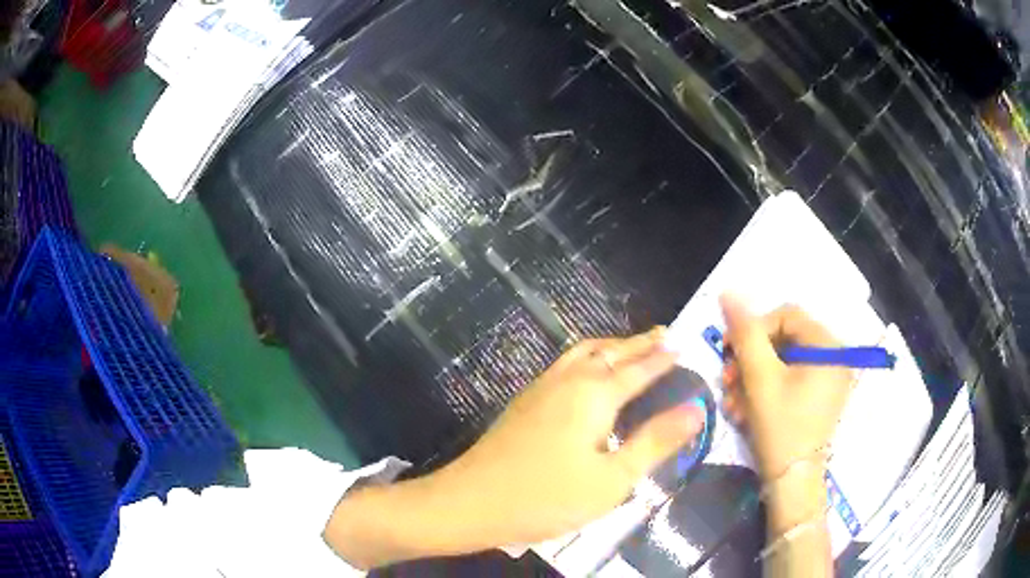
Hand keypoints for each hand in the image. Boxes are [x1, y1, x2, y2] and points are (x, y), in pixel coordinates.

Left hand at [325, 328, 703, 568]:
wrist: (472, 502)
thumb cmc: (548, 497)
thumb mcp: (613, 479)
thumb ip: (656, 442)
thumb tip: (697, 409)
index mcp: (595, 395)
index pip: (639, 368)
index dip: (663, 357)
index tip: (683, 344)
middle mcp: (568, 381)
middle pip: (610, 352)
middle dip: (639, 343)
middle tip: (663, 335)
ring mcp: (541, 389)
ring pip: (583, 353)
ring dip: (611, 346)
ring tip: (630, 348)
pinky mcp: (523, 402)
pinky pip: (564, 365)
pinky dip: (587, 358)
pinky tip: (585, 376)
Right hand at [719, 295, 854, 482]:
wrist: (793, 483)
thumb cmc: (781, 429)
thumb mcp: (760, 379)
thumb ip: (746, 334)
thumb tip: (729, 292)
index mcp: (828, 347)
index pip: (786, 315)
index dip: (754, 328)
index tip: (728, 351)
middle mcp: (835, 357)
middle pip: (784, 339)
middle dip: (750, 359)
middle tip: (727, 381)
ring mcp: (829, 378)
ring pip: (783, 362)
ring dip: (753, 378)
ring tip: (733, 402)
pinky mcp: (820, 397)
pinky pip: (790, 380)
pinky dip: (766, 390)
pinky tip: (746, 410)